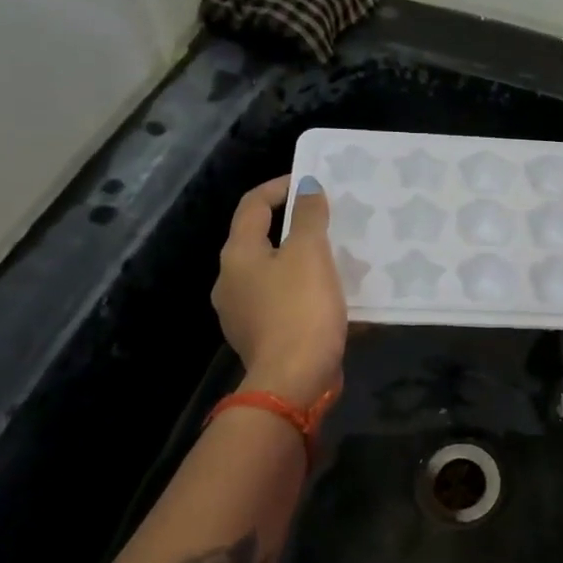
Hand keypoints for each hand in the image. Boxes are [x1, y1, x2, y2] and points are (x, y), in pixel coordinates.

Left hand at [212, 175, 345, 407]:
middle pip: (259, 240)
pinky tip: (327, 296)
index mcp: (238, 255)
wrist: (294, 381)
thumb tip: (306, 185)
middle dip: (291, 226)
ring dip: (298, 261)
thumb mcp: (310, 254)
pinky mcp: (259, 338)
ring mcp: (241, 313)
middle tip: (326, 220)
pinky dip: (301, 291)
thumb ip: (308, 216)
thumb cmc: (300, 310)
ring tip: (332, 258)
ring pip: (271, 273)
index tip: (310, 182)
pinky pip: (280, 302)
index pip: (252, 205)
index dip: (279, 187)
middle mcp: (230, 281)